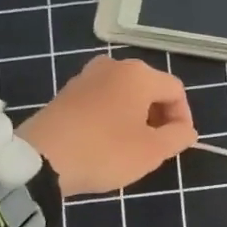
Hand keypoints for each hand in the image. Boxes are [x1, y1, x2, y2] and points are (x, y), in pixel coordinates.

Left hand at [17, 55, 196, 196]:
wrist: (40, 160)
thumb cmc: (105, 152)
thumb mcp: (152, 151)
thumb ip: (178, 137)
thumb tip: (186, 130)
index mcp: (138, 74)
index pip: (175, 91)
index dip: (183, 118)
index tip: (178, 144)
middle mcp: (113, 66)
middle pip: (149, 88)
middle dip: (159, 117)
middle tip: (156, 147)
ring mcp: (85, 77)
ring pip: (125, 95)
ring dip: (135, 117)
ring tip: (131, 146)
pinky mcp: (66, 92)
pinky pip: (102, 100)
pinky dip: (112, 117)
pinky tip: (105, 142)